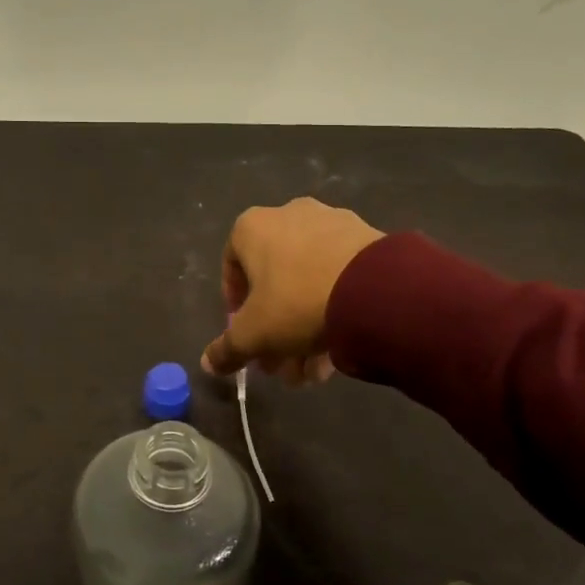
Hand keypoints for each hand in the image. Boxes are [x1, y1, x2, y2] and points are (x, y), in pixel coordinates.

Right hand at [201, 198, 384, 382]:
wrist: (375, 289)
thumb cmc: (296, 303)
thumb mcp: (254, 334)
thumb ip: (227, 349)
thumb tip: (209, 363)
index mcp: (253, 227)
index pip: (231, 266)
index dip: (235, 307)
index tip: (246, 335)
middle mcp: (289, 215)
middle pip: (273, 281)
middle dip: (274, 328)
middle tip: (280, 364)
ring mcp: (331, 223)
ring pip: (308, 282)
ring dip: (304, 328)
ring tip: (314, 370)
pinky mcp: (366, 239)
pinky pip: (339, 276)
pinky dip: (333, 309)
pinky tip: (340, 349)